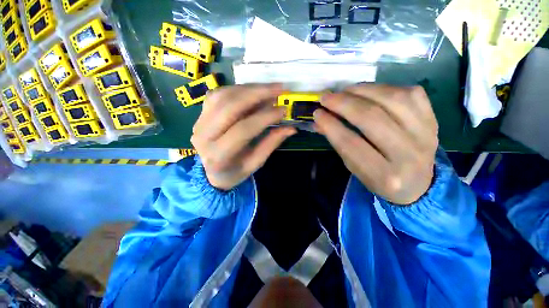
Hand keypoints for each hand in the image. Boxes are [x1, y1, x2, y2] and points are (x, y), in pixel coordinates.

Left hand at [191, 84, 295, 190]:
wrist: (211, 172)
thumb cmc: (234, 172)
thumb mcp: (255, 163)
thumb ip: (271, 144)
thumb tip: (291, 128)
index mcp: (219, 155)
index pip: (243, 129)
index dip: (265, 117)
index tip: (283, 109)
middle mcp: (204, 136)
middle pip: (230, 106)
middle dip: (257, 93)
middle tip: (279, 88)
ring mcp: (199, 122)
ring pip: (222, 96)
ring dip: (248, 88)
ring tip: (268, 88)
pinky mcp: (200, 114)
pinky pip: (217, 94)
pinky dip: (237, 89)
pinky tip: (251, 91)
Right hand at [314, 84, 437, 204]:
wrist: (420, 184)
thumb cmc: (380, 179)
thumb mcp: (355, 168)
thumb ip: (338, 143)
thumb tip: (320, 121)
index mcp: (384, 175)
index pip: (350, 144)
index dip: (330, 125)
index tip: (317, 113)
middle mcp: (408, 155)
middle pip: (371, 118)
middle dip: (343, 103)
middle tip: (326, 97)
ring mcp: (426, 134)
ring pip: (392, 100)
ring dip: (362, 90)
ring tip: (344, 90)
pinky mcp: (434, 119)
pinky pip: (410, 93)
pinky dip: (383, 88)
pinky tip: (368, 91)